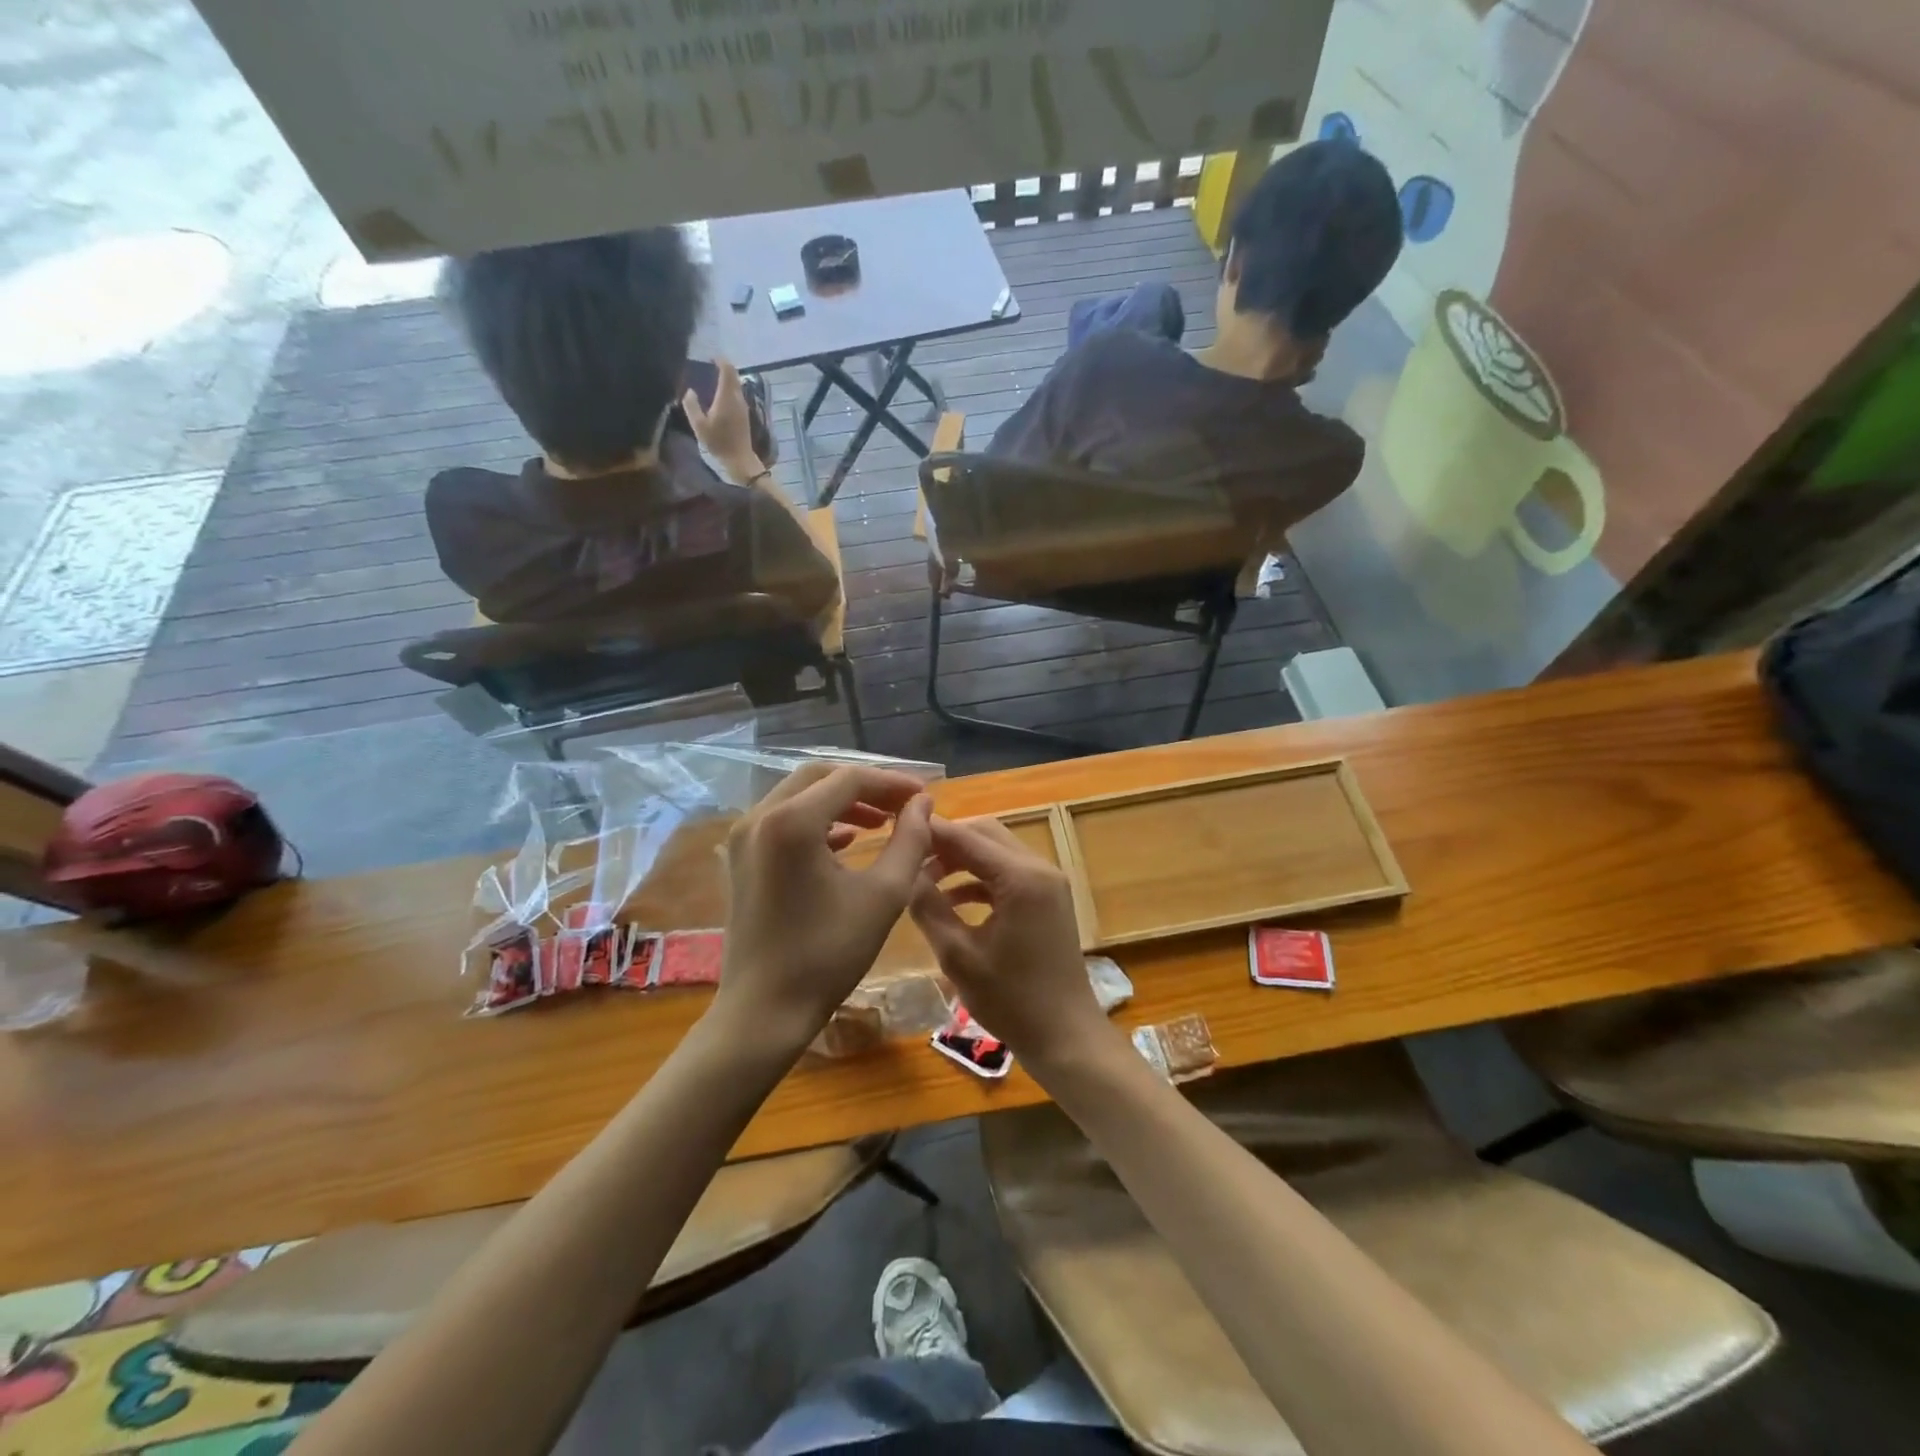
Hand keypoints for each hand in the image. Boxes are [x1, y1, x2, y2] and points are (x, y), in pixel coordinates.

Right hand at [682, 358, 761, 481]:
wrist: (739, 459)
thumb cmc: (719, 442)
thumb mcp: (699, 425)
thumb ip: (691, 405)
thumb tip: (689, 391)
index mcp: (727, 396)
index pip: (728, 370)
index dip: (720, 361)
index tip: (710, 358)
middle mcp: (738, 398)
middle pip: (734, 375)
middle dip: (723, 367)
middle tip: (710, 366)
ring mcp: (743, 406)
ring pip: (737, 385)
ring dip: (727, 379)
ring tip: (713, 379)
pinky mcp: (745, 414)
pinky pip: (737, 395)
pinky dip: (729, 389)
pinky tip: (720, 396)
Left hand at [713, 763, 932, 1054]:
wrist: (764, 1011)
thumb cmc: (828, 955)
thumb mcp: (884, 895)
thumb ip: (910, 840)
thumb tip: (923, 804)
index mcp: (791, 821)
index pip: (850, 779)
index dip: (892, 783)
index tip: (926, 796)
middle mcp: (759, 817)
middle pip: (820, 778)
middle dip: (866, 786)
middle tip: (904, 804)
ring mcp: (743, 837)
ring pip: (799, 796)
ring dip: (842, 801)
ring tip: (882, 821)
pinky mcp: (740, 858)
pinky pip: (783, 820)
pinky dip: (818, 821)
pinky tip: (847, 841)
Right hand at [907, 816, 1110, 1072]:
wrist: (1065, 1036)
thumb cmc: (1011, 999)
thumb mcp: (958, 955)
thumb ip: (929, 908)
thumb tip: (906, 875)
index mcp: (1021, 877)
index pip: (966, 837)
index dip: (930, 832)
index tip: (895, 831)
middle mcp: (1039, 868)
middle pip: (985, 834)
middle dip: (946, 843)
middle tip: (909, 856)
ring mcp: (1048, 883)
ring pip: (996, 852)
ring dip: (961, 860)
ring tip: (922, 880)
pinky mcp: (1047, 900)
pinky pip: (1007, 874)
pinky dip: (979, 880)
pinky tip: (951, 901)